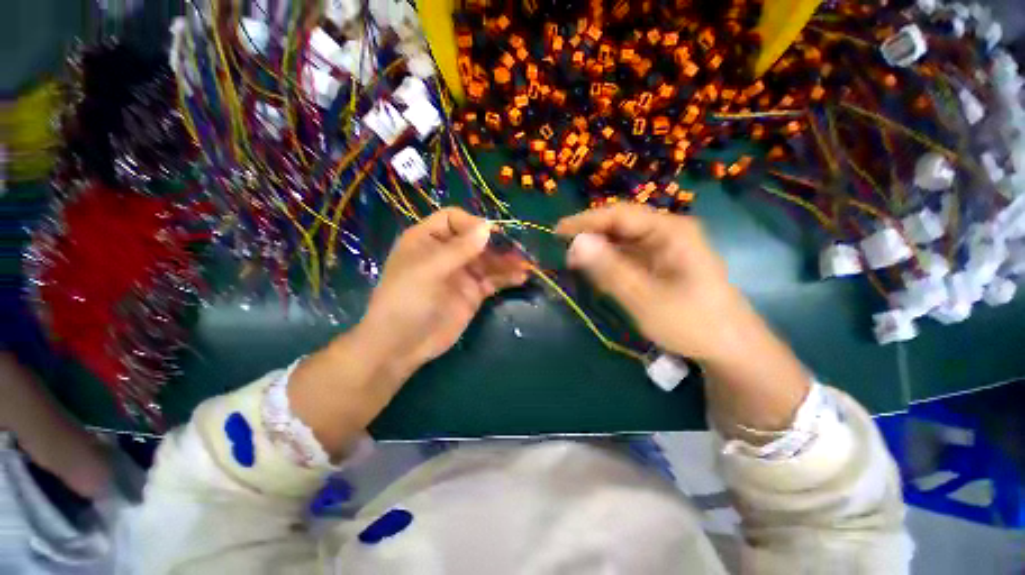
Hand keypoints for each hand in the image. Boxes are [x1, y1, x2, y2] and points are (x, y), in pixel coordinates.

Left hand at [357, 208, 528, 374]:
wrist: (401, 345)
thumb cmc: (407, 300)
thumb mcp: (428, 270)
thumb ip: (459, 249)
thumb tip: (488, 227)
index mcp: (428, 239)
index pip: (454, 219)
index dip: (473, 224)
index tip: (492, 235)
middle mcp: (446, 253)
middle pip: (476, 240)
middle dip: (498, 244)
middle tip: (518, 251)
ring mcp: (461, 274)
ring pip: (488, 260)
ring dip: (507, 261)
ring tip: (526, 265)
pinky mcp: (472, 294)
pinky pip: (493, 280)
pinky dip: (507, 277)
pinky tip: (521, 277)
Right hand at [555, 203, 747, 361]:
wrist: (729, 348)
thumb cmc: (691, 322)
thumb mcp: (644, 298)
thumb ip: (609, 270)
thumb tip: (576, 243)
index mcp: (670, 230)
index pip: (619, 215)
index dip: (586, 221)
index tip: (557, 232)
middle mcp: (667, 232)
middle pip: (620, 226)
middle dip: (592, 238)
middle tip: (567, 257)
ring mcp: (665, 248)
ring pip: (623, 242)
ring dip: (599, 252)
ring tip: (578, 267)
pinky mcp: (661, 263)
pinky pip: (629, 256)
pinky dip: (611, 264)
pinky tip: (600, 276)